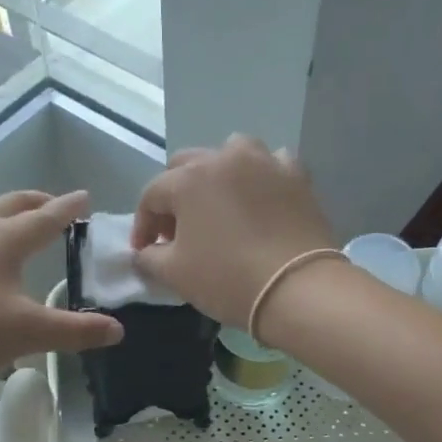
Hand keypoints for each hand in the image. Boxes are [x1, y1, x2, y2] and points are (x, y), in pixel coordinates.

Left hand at [0, 190, 121, 390]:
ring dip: (2, 210)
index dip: (69, 208)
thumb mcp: (29, 334)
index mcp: (5, 239)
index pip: (46, 217)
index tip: (85, 196)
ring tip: (12, 221)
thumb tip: (118, 330)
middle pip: (11, 204)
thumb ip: (77, 331)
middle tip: (54, 205)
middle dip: (37, 202)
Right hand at [132, 136, 337, 328]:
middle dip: (176, 195)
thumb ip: (149, 258)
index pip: (152, 195)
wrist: (298, 288)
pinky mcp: (297, 176)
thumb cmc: (227, 279)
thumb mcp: (175, 274)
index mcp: (189, 179)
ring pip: (231, 153)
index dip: (143, 225)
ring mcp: (265, 162)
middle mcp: (224, 158)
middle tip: (178, 230)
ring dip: (217, 174)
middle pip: (187, 166)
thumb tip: (143, 253)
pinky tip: (260, 199)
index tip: (144, 251)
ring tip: (220, 206)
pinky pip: (271, 164)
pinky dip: (260, 177)